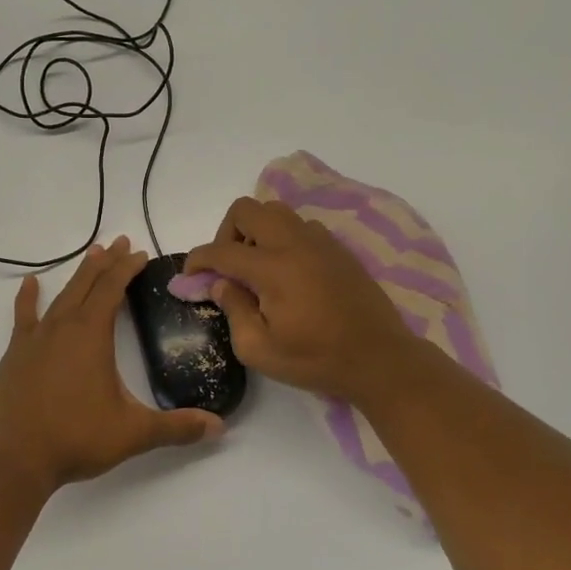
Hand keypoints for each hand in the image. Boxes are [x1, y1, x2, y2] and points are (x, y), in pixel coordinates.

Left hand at [0, 236, 224, 488]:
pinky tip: (30, 283)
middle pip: (87, 284)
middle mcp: (62, 327)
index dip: (127, 268)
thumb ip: (176, 427)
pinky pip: (24, 317)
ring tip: (91, 254)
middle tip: (121, 242)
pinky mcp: (15, 355)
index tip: (141, 254)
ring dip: (78, 275)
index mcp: (91, 335)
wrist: (15, 458)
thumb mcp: (133, 433)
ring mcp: (35, 339)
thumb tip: (218, 427)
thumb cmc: (76, 438)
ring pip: (60, 296)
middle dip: (106, 262)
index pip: (112, 289)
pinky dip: (28, 298)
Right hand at [184, 197, 425, 404]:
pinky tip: (288, 272)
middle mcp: (294, 243)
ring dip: (256, 232)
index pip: (221, 250)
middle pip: (246, 209)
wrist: (379, 359)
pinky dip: (282, 238)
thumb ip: (233, 311)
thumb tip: (220, 284)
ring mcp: (320, 242)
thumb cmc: (316, 360)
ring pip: (275, 211)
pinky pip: (300, 225)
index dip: (197, 260)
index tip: (190, 277)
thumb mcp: (260, 350)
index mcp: (273, 269)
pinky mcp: (337, 248)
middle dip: (226, 234)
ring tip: (257, 268)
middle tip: (228, 268)